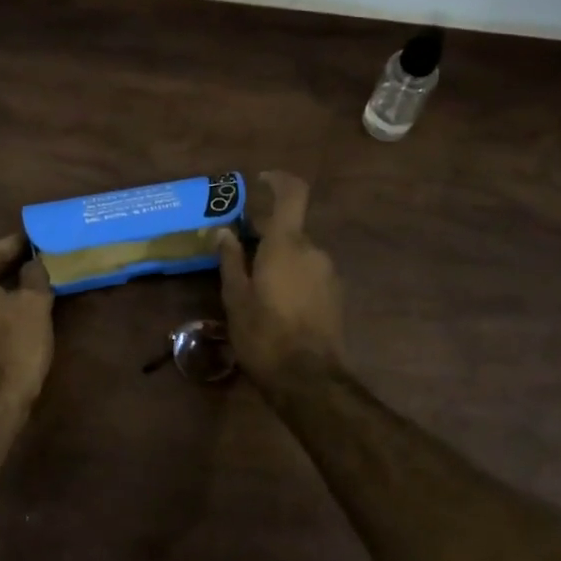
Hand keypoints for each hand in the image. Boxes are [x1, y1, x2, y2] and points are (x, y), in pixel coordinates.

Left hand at [0, 234, 53, 410]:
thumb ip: (35, 274)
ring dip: (7, 280)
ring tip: (37, 275)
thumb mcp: (34, 302)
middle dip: (13, 259)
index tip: (41, 237)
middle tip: (42, 254)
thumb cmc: (14, 343)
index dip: (19, 241)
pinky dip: (0, 298)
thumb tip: (34, 263)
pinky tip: (23, 300)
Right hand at [214, 171, 345, 394]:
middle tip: (240, 253)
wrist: (310, 380)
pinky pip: (310, 272)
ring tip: (255, 286)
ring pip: (300, 253)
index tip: (260, 181)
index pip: (292, 193)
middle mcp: (313, 251)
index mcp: (287, 244)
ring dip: (279, 259)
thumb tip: (224, 231)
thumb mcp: (236, 298)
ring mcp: (329, 273)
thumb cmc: (265, 335)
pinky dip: (292, 276)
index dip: (278, 180)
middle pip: (290, 229)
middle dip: (266, 235)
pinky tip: (276, 304)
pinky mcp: (336, 295)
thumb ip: (231, 260)